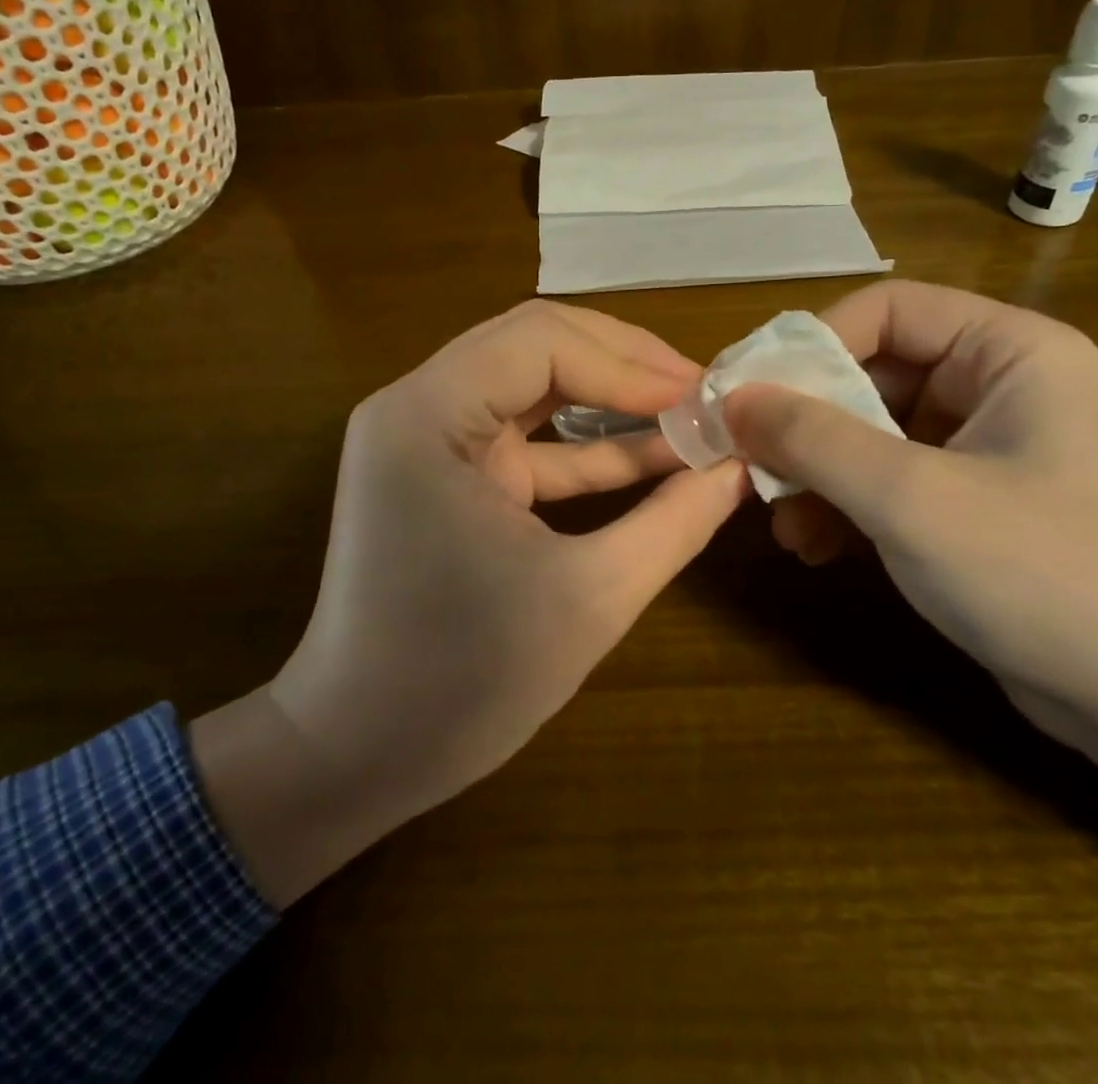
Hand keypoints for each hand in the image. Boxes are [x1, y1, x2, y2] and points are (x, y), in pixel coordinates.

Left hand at [193, 301, 747, 904]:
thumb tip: (739, 470)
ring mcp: (431, 439)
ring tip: (689, 413)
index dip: (627, 364)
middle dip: (623, 364)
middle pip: (534, 345)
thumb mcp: (588, 598)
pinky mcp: (450, 475)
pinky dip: (588, 444)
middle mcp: (418, 407)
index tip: (701, 401)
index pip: (540, 343)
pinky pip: (527, 437)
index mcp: (426, 416)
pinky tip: (656, 457)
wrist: (358, 754)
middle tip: (700, 392)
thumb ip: (673, 524)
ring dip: (611, 397)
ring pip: (534, 383)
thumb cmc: (461, 681)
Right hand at [723, 281, 1097, 738]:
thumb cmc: (1044, 576)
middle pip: (872, 373)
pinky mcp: (972, 504)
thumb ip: (813, 438)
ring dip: (818, 473)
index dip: (811, 344)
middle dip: (806, 423)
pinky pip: (889, 480)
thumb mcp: (911, 498)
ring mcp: (985, 447)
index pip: (886, 310)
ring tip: (779, 521)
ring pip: (872, 432)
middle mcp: (998, 385)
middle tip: (749, 462)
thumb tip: (732, 399)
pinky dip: (846, 506)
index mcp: (1009, 351)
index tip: (749, 393)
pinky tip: (812, 547)